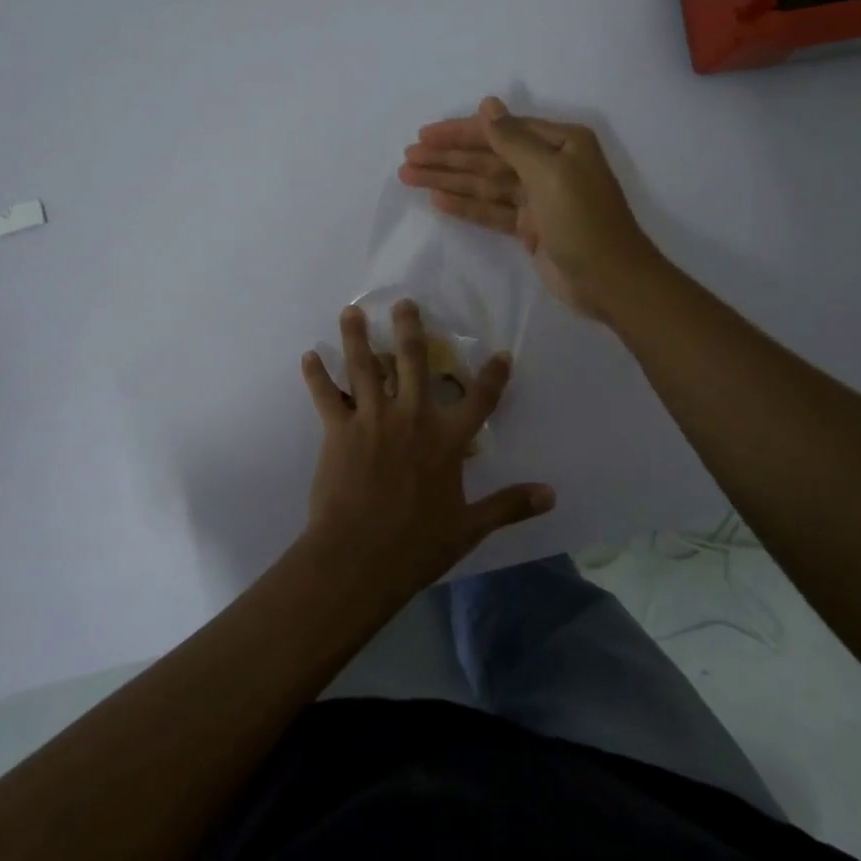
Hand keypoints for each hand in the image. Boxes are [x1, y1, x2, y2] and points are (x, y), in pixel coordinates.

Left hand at [299, 301, 555, 603]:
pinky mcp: (338, 431)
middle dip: (410, 329)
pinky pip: (326, 396)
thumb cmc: (417, 544)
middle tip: (404, 303)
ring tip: (351, 311)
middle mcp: (411, 417)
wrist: (359, 558)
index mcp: (447, 439)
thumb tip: (551, 494)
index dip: (493, 375)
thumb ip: (509, 505)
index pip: (479, 399)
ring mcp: (372, 420)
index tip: (501, 354)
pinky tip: (308, 357)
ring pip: (364, 367)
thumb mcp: (470, 527)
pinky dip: (316, 376)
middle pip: (413, 362)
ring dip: (357, 337)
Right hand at [399, 97, 659, 320]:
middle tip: (408, 159)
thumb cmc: (583, 220)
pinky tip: (438, 201)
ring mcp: (538, 198)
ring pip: (485, 184)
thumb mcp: (549, 173)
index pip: (500, 130)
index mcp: (560, 143)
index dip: (460, 132)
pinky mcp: (530, 227)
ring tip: (410, 176)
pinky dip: (466, 206)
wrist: (610, 281)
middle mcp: (548, 165)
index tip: (424, 135)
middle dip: (448, 157)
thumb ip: (513, 140)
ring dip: (449, 180)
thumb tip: (487, 104)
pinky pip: (492, 210)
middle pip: (488, 157)